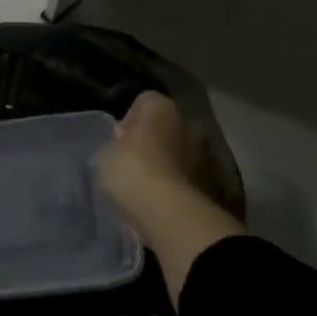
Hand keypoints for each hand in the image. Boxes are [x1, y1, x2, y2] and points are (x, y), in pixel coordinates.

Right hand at [96, 92, 241, 303]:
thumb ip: (114, 146)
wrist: (168, 213)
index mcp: (162, 107)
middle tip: (129, 165)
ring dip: (164, 165)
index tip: (117, 143)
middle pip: (164, 128)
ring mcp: (205, 153)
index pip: (143, 102)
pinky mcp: (212, 183)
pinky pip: (185, 178)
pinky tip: (157, 202)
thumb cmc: (131, 171)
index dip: (127, 121)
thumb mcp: (104, 155)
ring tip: (143, 187)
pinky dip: (174, 186)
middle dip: (150, 143)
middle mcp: (189, 122)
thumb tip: (124, 147)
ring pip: (178, 153)